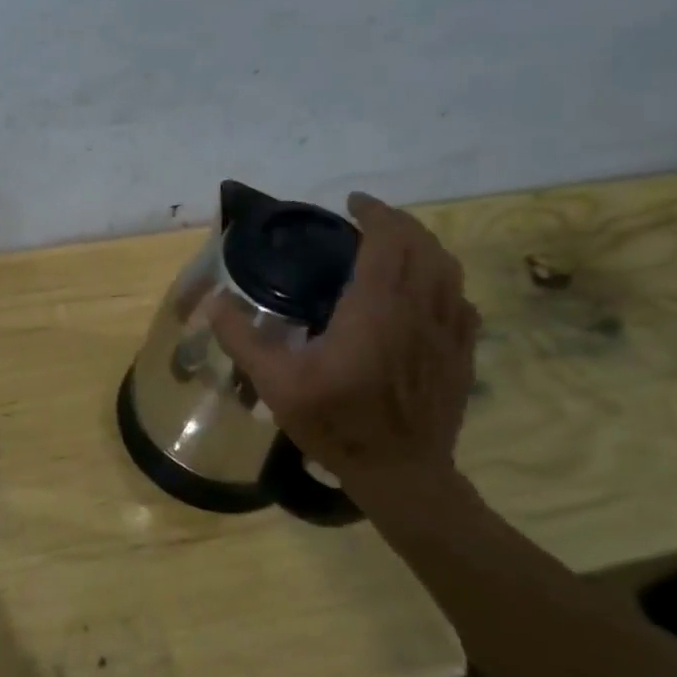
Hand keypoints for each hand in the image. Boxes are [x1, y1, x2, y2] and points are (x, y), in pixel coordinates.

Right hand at [212, 192, 479, 494]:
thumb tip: (213, 302)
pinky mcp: (462, 353)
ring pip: (447, 269)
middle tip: (368, 221)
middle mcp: (420, 308)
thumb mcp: (275, 383)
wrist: (400, 472)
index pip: (387, 240)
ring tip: (397, 247)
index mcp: (377, 308)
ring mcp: (449, 331)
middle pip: (423, 245)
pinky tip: (425, 294)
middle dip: (398, 223)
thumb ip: (242, 338)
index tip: (352, 204)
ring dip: (424, 247)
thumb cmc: (336, 424)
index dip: (374, 214)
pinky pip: (460, 300)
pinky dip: (443, 282)